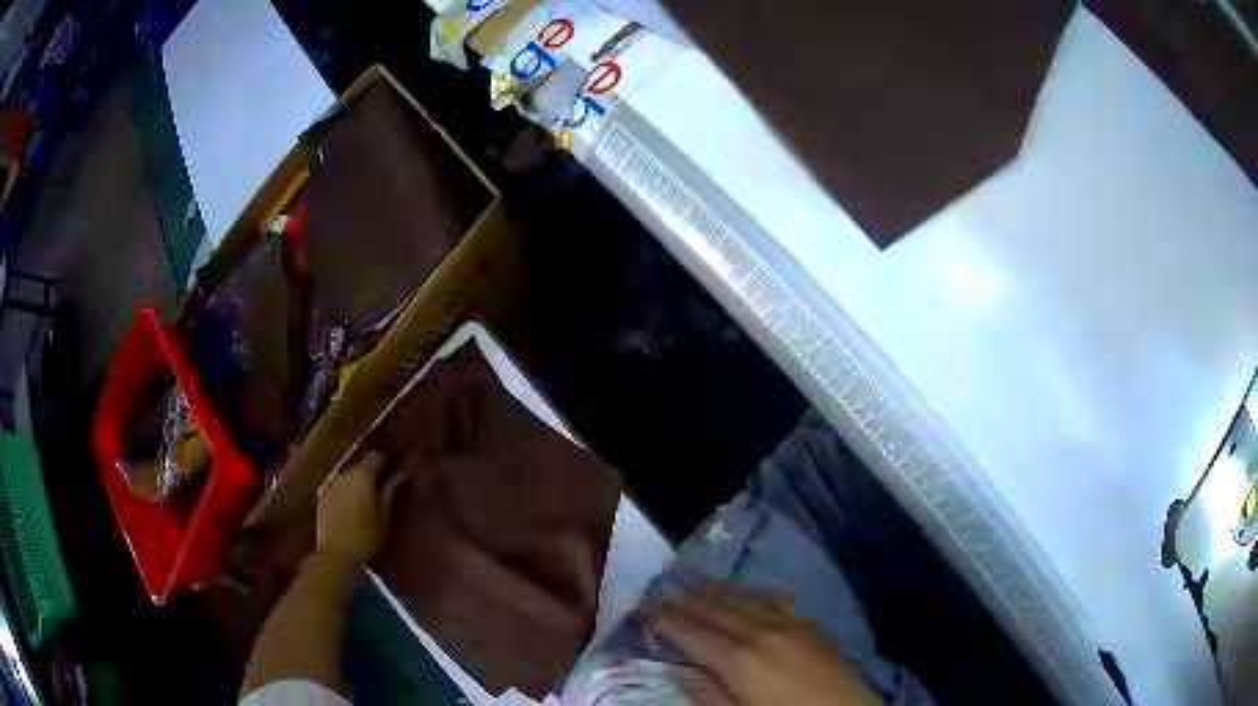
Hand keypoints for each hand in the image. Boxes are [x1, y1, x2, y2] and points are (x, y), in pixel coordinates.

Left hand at [316, 451, 404, 567]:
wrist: (336, 554)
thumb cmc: (366, 536)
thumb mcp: (384, 516)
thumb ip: (390, 491)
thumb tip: (401, 475)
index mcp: (362, 476)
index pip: (375, 456)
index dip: (385, 462)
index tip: (391, 474)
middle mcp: (344, 474)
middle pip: (359, 464)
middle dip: (370, 472)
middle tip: (379, 489)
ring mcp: (330, 484)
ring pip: (347, 475)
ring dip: (356, 481)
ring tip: (363, 499)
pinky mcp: (321, 496)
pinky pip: (336, 486)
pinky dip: (344, 490)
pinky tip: (348, 507)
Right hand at [649, 588, 879, 705]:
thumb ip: (707, 693)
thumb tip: (677, 669)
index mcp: (740, 659)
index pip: (694, 633)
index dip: (669, 620)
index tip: (647, 608)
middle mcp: (762, 632)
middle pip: (717, 610)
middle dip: (687, 599)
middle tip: (663, 586)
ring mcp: (790, 625)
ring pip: (745, 600)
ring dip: (717, 590)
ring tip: (694, 581)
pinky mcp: (811, 626)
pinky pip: (775, 601)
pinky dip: (751, 594)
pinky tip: (747, 593)